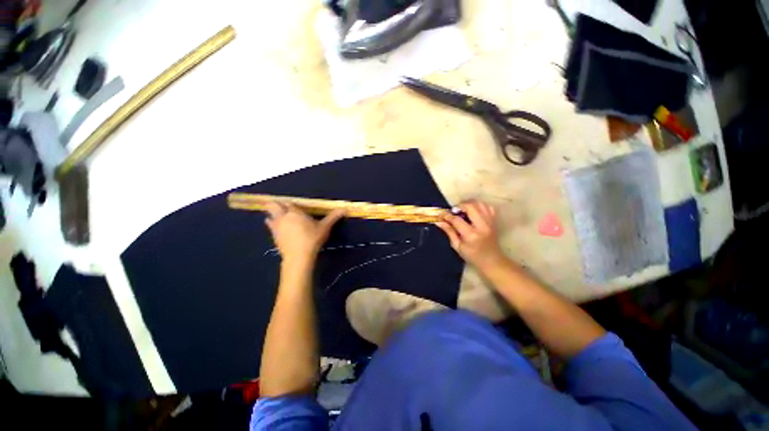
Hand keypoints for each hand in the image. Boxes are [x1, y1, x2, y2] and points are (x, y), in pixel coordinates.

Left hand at [265, 203, 344, 263]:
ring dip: (273, 215)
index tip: (298, 207)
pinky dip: (273, 225)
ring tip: (281, 217)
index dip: (292, 204)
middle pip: (273, 205)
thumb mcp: (325, 227)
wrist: (298, 257)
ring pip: (269, 216)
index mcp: (294, 212)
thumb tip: (344, 209)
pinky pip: (270, 226)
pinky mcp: (274, 236)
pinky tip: (280, 228)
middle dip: (276, 205)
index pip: (289, 203)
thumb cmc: (312, 239)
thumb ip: (333, 217)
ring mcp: (276, 226)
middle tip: (285, 208)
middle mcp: (283, 217)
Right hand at [436, 201, 505, 270]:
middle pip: (470, 206)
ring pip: (480, 204)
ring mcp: (490, 222)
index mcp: (471, 234)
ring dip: (469, 204)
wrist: (492, 261)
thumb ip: (449, 232)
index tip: (440, 214)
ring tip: (463, 209)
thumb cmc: (472, 256)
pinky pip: (488, 207)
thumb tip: (438, 221)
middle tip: (454, 211)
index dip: (447, 215)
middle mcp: (482, 226)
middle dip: (459, 206)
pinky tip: (474, 211)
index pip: (456, 220)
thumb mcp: (457, 246)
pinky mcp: (494, 221)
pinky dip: (479, 206)